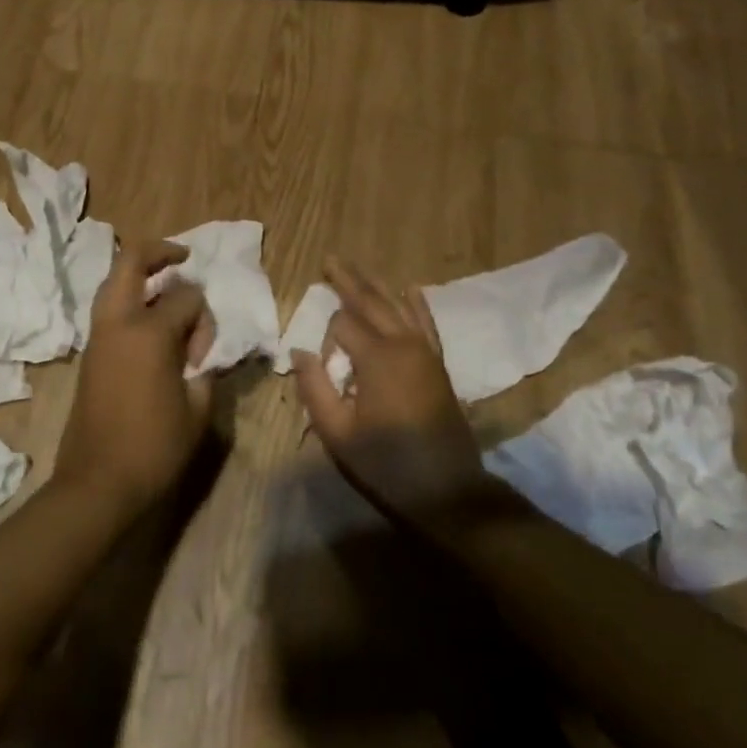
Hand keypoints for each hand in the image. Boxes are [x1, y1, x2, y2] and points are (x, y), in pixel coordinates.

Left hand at [55, 238, 217, 519]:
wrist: (98, 483)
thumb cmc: (154, 448)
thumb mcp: (197, 410)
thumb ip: (205, 370)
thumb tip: (200, 354)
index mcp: (148, 333)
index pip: (186, 297)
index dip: (204, 318)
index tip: (203, 354)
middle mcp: (118, 323)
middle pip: (130, 261)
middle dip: (158, 251)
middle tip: (183, 258)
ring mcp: (98, 337)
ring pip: (113, 283)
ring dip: (140, 275)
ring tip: (167, 285)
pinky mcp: (89, 355)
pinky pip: (108, 310)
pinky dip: (129, 300)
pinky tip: (150, 322)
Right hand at [291, 259, 488, 525]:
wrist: (447, 489)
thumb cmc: (386, 462)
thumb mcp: (337, 432)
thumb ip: (314, 387)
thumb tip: (299, 351)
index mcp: (377, 358)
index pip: (343, 324)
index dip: (326, 334)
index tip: (320, 361)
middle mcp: (403, 344)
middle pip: (372, 301)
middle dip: (349, 280)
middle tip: (330, 259)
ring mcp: (425, 351)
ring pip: (398, 306)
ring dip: (377, 285)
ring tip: (358, 268)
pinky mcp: (437, 363)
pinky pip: (426, 323)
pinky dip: (417, 304)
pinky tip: (410, 288)